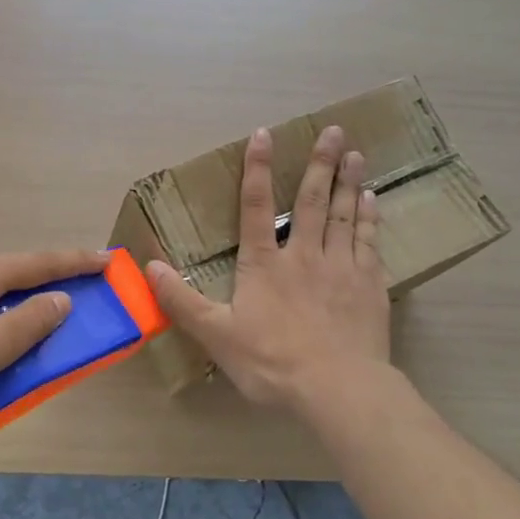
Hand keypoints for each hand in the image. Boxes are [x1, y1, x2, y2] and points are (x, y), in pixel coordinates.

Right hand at [146, 125, 390, 416]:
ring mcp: (341, 267)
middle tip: (334, 130)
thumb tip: (148, 265)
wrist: (339, 388)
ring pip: (344, 214)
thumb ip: (181, 300)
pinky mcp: (369, 285)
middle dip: (320, 163)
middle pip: (311, 201)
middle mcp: (303, 255)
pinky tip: (371, 200)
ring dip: (348, 181)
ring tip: (356, 153)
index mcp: (264, 264)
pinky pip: (368, 241)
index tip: (264, 134)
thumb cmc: (272, 361)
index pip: (255, 207)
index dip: (257, 168)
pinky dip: (368, 217)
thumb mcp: (216, 334)